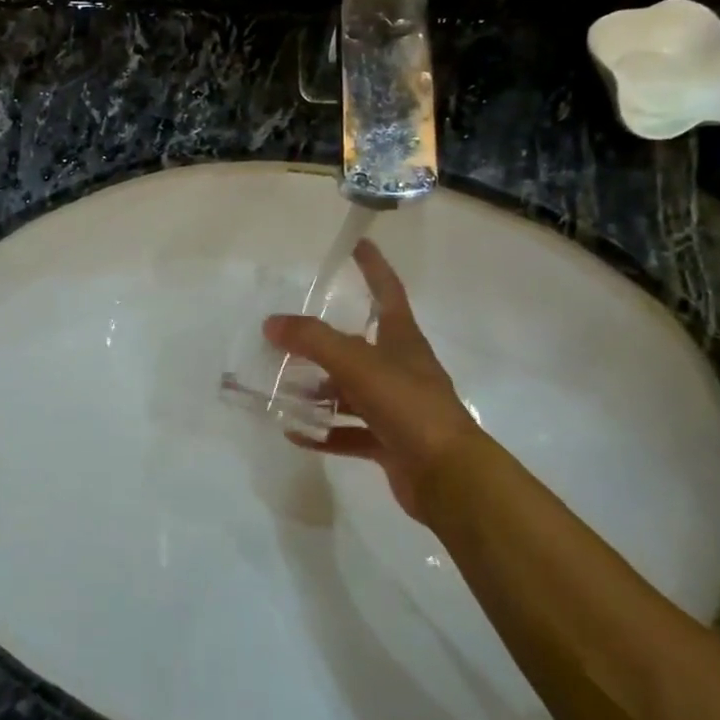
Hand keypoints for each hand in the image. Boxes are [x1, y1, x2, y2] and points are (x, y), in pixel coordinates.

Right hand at [263, 239, 498, 525]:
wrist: (448, 475)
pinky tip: (295, 433)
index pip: (388, 292)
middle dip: (323, 341)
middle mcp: (400, 369)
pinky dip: (324, 431)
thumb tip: (272, 323)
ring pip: (349, 391)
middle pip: (358, 345)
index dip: (373, 267)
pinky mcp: (389, 441)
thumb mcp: (357, 364)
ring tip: (281, 388)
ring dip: (318, 390)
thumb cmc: (407, 405)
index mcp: (402, 340)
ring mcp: (396, 407)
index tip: (358, 244)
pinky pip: (349, 432)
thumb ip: (313, 340)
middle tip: (287, 335)